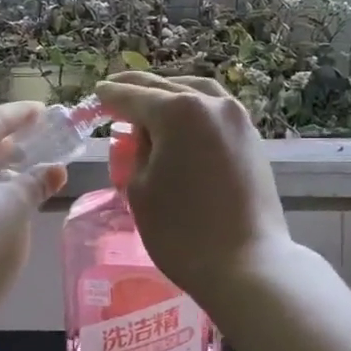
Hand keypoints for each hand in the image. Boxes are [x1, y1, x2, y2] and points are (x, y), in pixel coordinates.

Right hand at [93, 73, 290, 302]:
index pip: (134, 96)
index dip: (111, 95)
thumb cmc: (182, 232)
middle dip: (139, 89)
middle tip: (117, 89)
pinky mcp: (252, 139)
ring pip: (197, 93)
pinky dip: (195, 108)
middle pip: (167, 88)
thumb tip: (147, 134)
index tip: (97, 93)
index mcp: (178, 111)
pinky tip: (183, 121)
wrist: (246, 263)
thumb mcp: (140, 189)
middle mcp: (212, 104)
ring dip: (171, 93)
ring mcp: (238, 119)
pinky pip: (216, 111)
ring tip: (151, 100)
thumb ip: (137, 151)